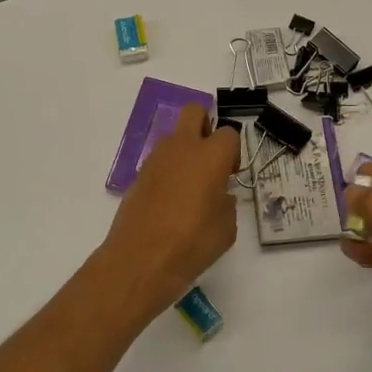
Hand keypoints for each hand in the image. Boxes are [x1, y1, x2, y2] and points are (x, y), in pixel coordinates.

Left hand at [100, 103, 240, 314]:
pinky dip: (167, 171)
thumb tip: (220, 196)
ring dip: (184, 150)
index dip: (233, 151)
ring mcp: (155, 159)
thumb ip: (227, 203)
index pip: (229, 133)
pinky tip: (171, 202)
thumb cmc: (192, 243)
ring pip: (173, 137)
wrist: (141, 260)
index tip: (231, 174)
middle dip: (205, 125)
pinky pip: (158, 162)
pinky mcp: (138, 176)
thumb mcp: (226, 228)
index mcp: (210, 155)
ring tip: (190, 187)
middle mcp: (182, 148)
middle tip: (210, 159)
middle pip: (194, 111)